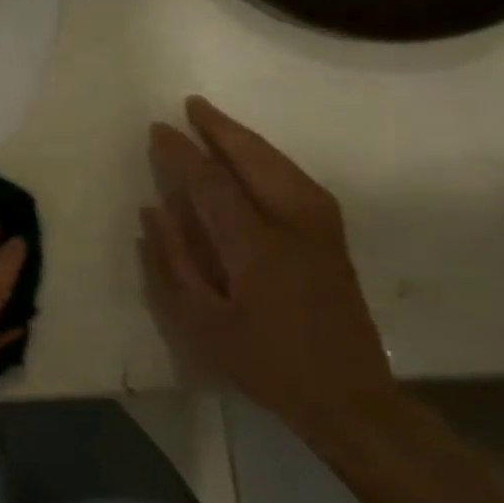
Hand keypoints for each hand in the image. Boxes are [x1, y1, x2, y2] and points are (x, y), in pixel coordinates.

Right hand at [139, 96, 397, 434]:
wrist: (349, 397)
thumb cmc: (264, 362)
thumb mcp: (201, 322)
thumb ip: (173, 262)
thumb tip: (153, 210)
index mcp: (256, 247)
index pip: (212, 184)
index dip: (182, 154)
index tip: (158, 129)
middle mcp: (294, 227)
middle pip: (257, 162)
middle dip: (222, 130)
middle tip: (191, 105)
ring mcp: (322, 232)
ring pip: (284, 167)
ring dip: (249, 141)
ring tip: (218, 122)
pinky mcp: (334, 241)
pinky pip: (301, 182)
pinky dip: (274, 160)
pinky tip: (258, 160)